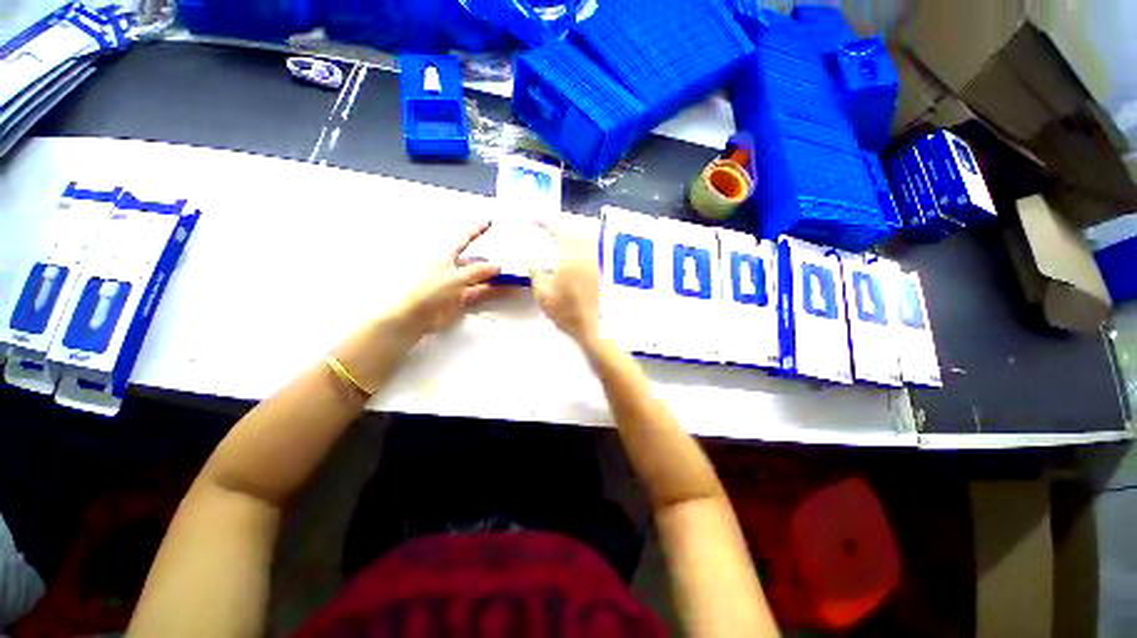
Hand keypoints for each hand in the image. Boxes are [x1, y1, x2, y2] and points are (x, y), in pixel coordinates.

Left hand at [398, 222, 502, 335]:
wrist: (416, 317)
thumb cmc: (430, 291)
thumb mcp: (454, 277)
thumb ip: (477, 271)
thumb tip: (497, 266)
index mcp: (446, 257)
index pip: (464, 240)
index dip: (476, 230)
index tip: (489, 222)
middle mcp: (454, 269)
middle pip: (476, 262)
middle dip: (492, 262)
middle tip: (511, 261)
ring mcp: (460, 285)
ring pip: (482, 279)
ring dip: (497, 279)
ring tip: (515, 278)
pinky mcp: (463, 299)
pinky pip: (482, 292)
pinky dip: (494, 292)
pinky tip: (507, 290)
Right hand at [530, 221, 600, 347]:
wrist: (595, 327)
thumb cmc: (567, 312)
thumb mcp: (543, 295)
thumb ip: (536, 272)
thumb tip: (532, 256)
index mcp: (569, 257)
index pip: (558, 230)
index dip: (546, 222)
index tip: (536, 221)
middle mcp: (586, 254)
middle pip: (575, 228)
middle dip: (561, 223)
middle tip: (549, 226)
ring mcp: (597, 260)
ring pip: (586, 236)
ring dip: (573, 231)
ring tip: (562, 235)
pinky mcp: (603, 269)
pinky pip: (593, 247)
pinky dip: (584, 242)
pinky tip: (578, 250)